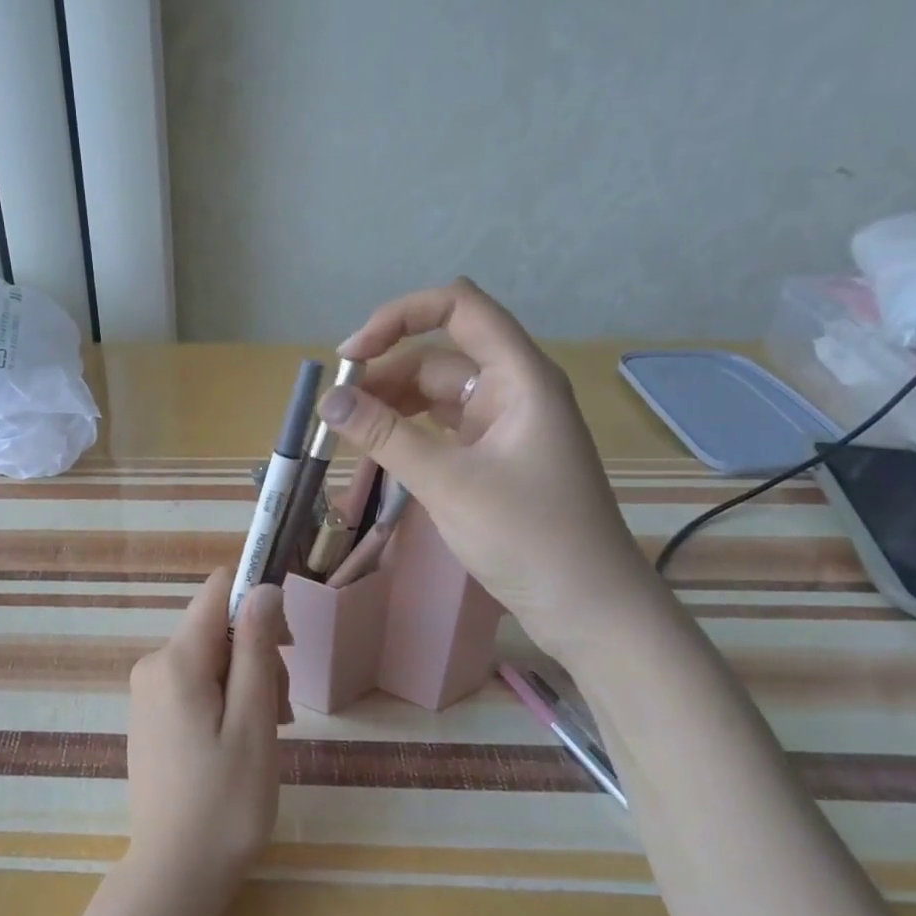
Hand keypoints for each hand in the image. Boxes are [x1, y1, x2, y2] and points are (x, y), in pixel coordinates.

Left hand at [125, 570, 289, 893]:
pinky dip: (224, 699)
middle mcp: (153, 665)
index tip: (287, 641)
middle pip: (217, 628)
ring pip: (210, 658)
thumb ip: (257, 648)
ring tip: (267, 733)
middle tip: (282, 710)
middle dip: (257, 655)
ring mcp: (148, 691)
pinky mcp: (151, 715)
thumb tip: (262, 587)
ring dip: (246, 682)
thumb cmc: (225, 802)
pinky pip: (194, 684)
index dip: (256, 599)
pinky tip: (241, 739)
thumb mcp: (253, 721)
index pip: (217, 591)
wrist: (175, 875)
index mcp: (176, 660)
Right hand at [316, 278, 656, 659]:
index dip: (399, 316)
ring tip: (348, 431)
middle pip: (439, 354)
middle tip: (336, 410)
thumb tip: (328, 400)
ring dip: (391, 404)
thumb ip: (385, 436)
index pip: (458, 307)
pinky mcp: (495, 457)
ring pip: (436, 393)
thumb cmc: (528, 537)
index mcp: (519, 375)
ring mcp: (505, 425)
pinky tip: (379, 450)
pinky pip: (443, 427)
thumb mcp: (448, 482)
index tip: (351, 356)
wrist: (588, 608)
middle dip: (384, 372)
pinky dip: (408, 432)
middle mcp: (513, 389)